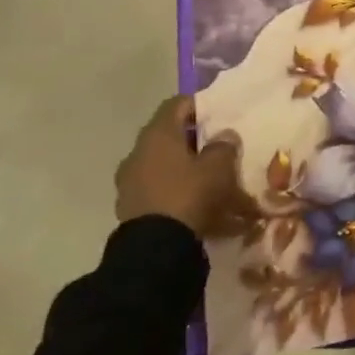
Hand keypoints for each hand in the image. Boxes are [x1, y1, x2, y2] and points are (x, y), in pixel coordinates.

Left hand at [115, 96, 254, 238]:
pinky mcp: (130, 207)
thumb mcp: (218, 167)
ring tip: (209, 180)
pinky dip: (174, 190)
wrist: (155, 249)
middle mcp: (138, 152)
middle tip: (218, 148)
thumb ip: (223, 146)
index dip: (198, 105)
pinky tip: (194, 203)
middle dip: (194, 140)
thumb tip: (224, 135)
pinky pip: (157, 189)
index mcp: (158, 134)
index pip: (177, 104)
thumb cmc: (188, 195)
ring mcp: (130, 181)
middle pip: (169, 136)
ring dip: (183, 167)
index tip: (218, 114)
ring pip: (162, 164)